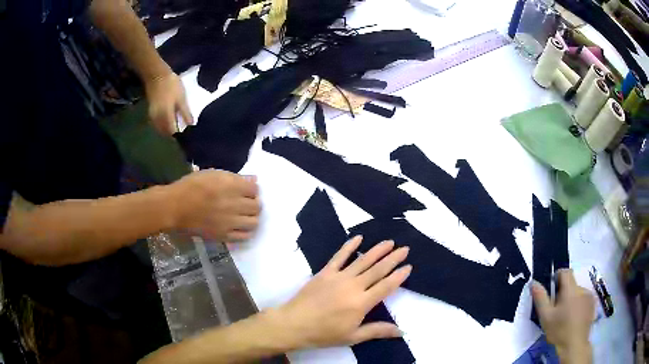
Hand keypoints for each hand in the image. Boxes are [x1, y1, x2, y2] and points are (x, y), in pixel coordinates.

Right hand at [145, 72, 193, 135]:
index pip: (171, 131)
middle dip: (171, 133)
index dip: (178, 134)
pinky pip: (155, 123)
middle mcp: (157, 118)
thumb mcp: (181, 98)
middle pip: (164, 132)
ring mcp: (152, 115)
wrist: (156, 75)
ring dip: (165, 130)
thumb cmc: (171, 85)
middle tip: (180, 130)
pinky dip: (161, 124)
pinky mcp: (150, 111)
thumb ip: (185, 112)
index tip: (184, 133)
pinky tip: (167, 120)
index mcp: (166, 116)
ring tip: (174, 125)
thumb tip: (191, 124)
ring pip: (159, 128)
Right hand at [169, 169, 259, 240]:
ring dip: (251, 218)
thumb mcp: (212, 174)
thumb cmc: (191, 186)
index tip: (246, 191)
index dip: (252, 190)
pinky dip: (245, 232)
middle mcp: (234, 204)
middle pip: (257, 206)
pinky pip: (244, 237)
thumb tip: (252, 181)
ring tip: (244, 216)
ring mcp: (230, 222)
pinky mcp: (224, 236)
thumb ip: (234, 178)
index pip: (255, 189)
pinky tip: (239, 227)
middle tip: (246, 203)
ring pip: (254, 222)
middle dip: (253, 203)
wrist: (175, 207)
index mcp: (231, 186)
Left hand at [271, 236, 411, 349]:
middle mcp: (353, 286)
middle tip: (405, 248)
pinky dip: (349, 246)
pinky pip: (339, 256)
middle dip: (393, 258)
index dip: (398, 276)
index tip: (408, 266)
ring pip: (362, 260)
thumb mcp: (353, 337)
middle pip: (377, 269)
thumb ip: (377, 331)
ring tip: (389, 242)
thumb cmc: (324, 333)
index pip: (386, 286)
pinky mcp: (325, 272)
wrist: (294, 324)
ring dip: (377, 250)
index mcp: (361, 303)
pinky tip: (358, 238)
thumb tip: (401, 331)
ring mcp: (338, 277)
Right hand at [532, 269, 594, 363]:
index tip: (552, 291)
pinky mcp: (592, 304)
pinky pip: (584, 299)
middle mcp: (582, 288)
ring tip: (565, 317)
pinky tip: (574, 319)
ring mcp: (589, 296)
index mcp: (570, 289)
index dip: (557, 277)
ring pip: (577, 293)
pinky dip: (578, 305)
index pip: (565, 272)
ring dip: (571, 300)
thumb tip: (534, 283)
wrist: (575, 345)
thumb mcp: (546, 317)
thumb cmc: (559, 331)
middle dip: (563, 293)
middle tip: (556, 310)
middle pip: (571, 284)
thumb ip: (541, 299)